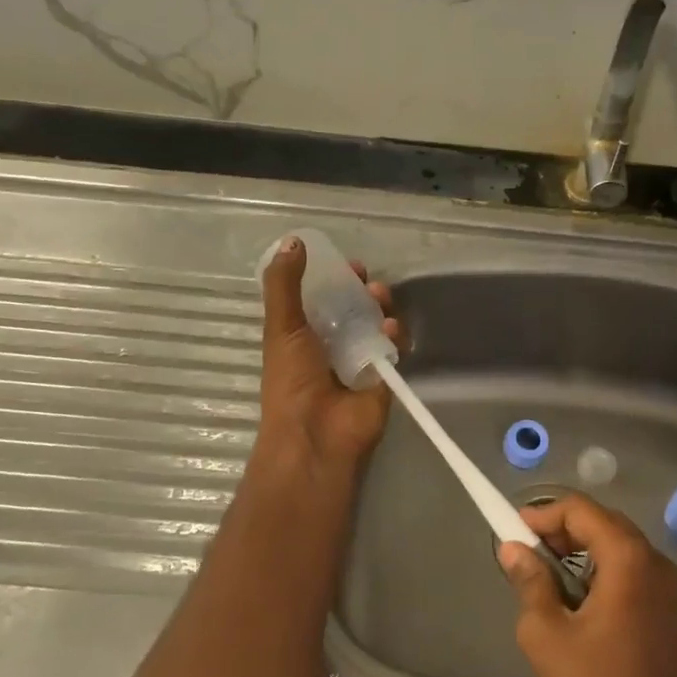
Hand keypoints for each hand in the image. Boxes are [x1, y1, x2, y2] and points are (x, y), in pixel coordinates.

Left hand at [255, 236, 401, 473]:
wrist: (316, 435)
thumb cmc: (292, 379)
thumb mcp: (281, 325)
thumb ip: (285, 284)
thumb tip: (293, 240)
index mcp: (301, 336)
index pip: (321, 299)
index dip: (334, 280)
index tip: (347, 265)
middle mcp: (330, 347)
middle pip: (352, 309)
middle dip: (362, 290)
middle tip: (367, 279)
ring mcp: (358, 362)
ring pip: (375, 325)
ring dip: (380, 307)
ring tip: (380, 299)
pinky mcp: (383, 377)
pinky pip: (393, 348)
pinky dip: (394, 335)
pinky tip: (390, 328)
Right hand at [497, 494, 676, 676]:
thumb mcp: (547, 632)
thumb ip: (529, 581)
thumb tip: (514, 549)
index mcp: (627, 557)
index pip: (581, 510)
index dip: (544, 513)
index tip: (515, 530)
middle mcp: (654, 559)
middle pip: (603, 521)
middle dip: (562, 527)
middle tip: (529, 548)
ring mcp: (667, 583)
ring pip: (618, 543)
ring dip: (582, 546)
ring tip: (548, 570)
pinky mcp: (669, 605)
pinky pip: (632, 566)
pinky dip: (601, 565)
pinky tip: (578, 593)